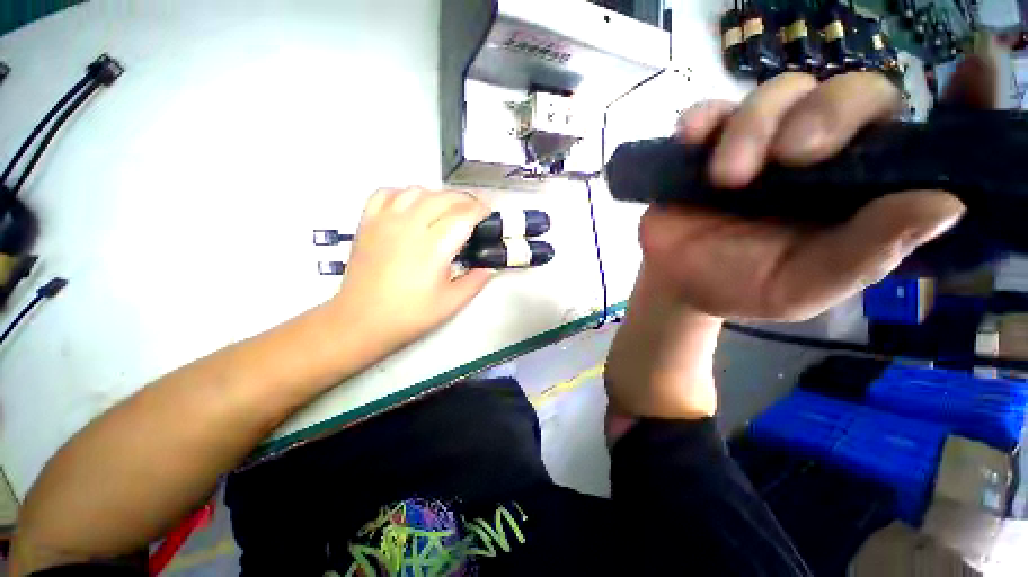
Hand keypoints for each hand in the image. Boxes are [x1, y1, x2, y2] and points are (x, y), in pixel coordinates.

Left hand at [329, 187, 493, 350]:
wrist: (360, 321)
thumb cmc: (410, 315)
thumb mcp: (451, 303)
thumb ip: (476, 281)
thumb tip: (491, 266)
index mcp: (433, 247)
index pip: (462, 216)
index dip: (480, 209)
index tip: (489, 211)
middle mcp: (410, 226)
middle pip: (442, 198)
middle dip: (464, 199)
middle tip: (474, 209)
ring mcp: (385, 221)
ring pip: (416, 191)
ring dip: (437, 195)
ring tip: (446, 208)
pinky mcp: (367, 223)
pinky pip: (386, 194)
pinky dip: (404, 193)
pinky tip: (411, 206)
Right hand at [606, 64, 993, 422]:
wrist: (678, 280)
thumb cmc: (738, 285)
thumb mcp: (803, 286)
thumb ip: (867, 254)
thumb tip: (946, 205)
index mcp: (860, 192)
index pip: (927, 136)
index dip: (962, 100)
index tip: (981, 66)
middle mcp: (822, 154)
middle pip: (852, 92)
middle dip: (827, 113)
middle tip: (790, 157)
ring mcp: (762, 142)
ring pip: (781, 91)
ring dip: (752, 126)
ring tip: (726, 177)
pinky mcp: (711, 144)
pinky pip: (714, 110)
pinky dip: (704, 118)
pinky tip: (692, 137)